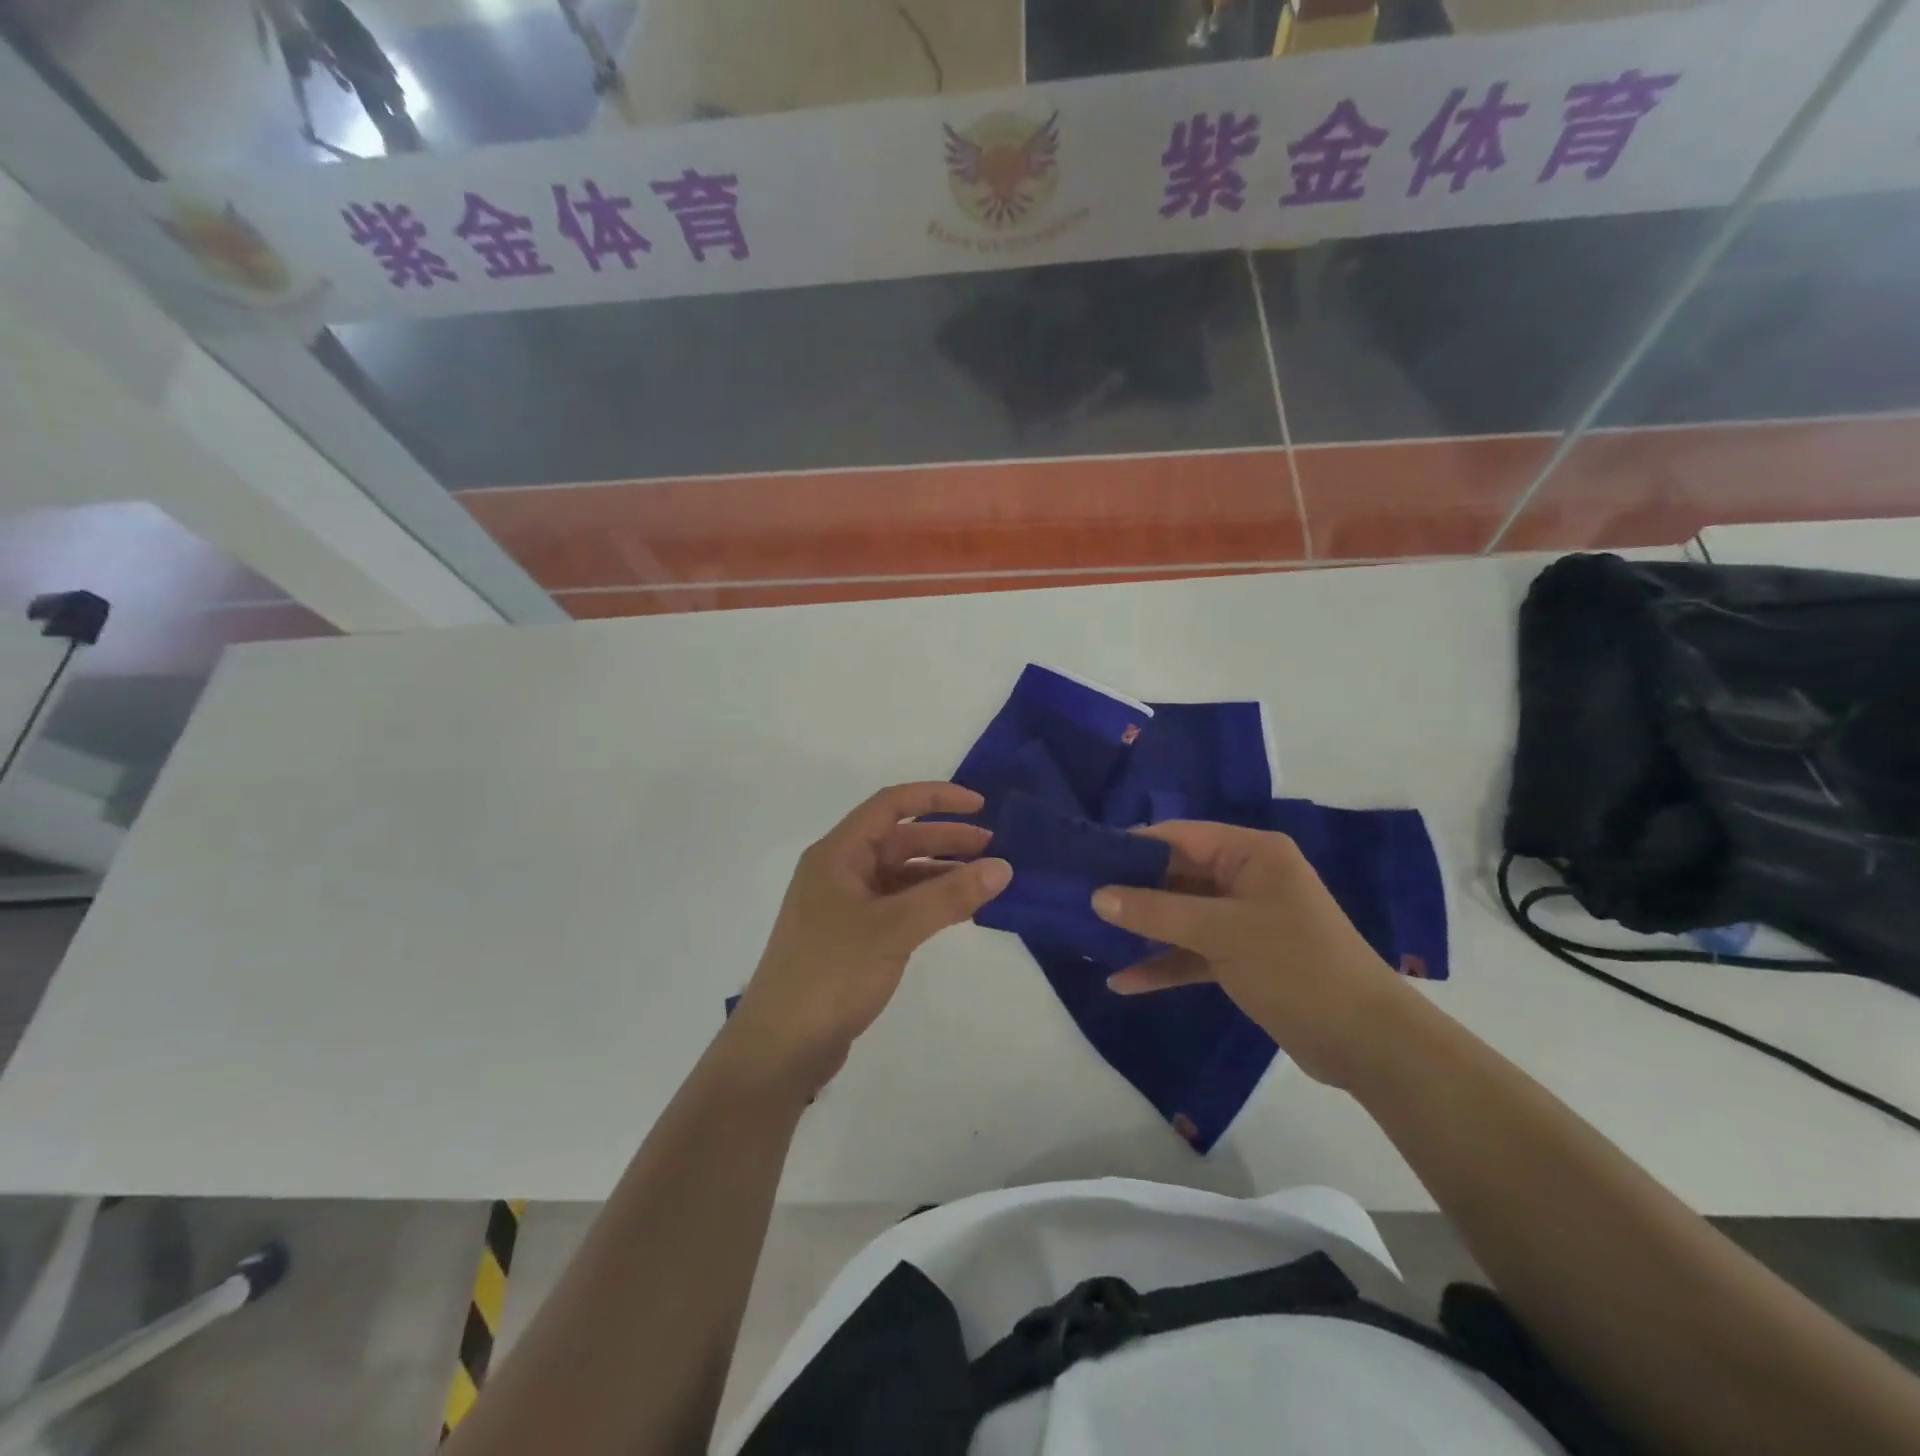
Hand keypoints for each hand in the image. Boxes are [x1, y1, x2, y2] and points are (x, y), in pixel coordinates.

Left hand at [725, 783, 1011, 1094]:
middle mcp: (840, 871)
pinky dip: (928, 903)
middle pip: (898, 839)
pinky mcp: (853, 938)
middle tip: (992, 848)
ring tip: (984, 880)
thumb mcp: (893, 929)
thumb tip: (1002, 867)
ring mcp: (845, 906)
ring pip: (900, 875)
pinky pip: (898, 905)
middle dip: (945, 838)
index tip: (980, 805)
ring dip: (940, 873)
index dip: (936, 797)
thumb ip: (948, 896)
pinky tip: (958, 911)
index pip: (890, 805)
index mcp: (837, 854)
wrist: (781, 1048)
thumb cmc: (831, 974)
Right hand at [1091, 822, 1408, 1086]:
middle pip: (1176, 875)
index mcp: (1251, 854)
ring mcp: (1243, 919)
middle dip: (1131, 892)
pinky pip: (1192, 950)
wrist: (1365, 1042)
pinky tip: (1124, 981)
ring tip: (1091, 937)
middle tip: (1078, 901)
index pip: (1179, 836)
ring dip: (1142, 929)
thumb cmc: (1296, 966)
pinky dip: (1163, 963)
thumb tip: (1096, 895)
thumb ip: (1156, 912)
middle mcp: (1245, 878)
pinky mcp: (1241, 957)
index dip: (1132, 847)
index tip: (1085, 862)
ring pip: (1180, 915)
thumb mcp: (1222, 932)